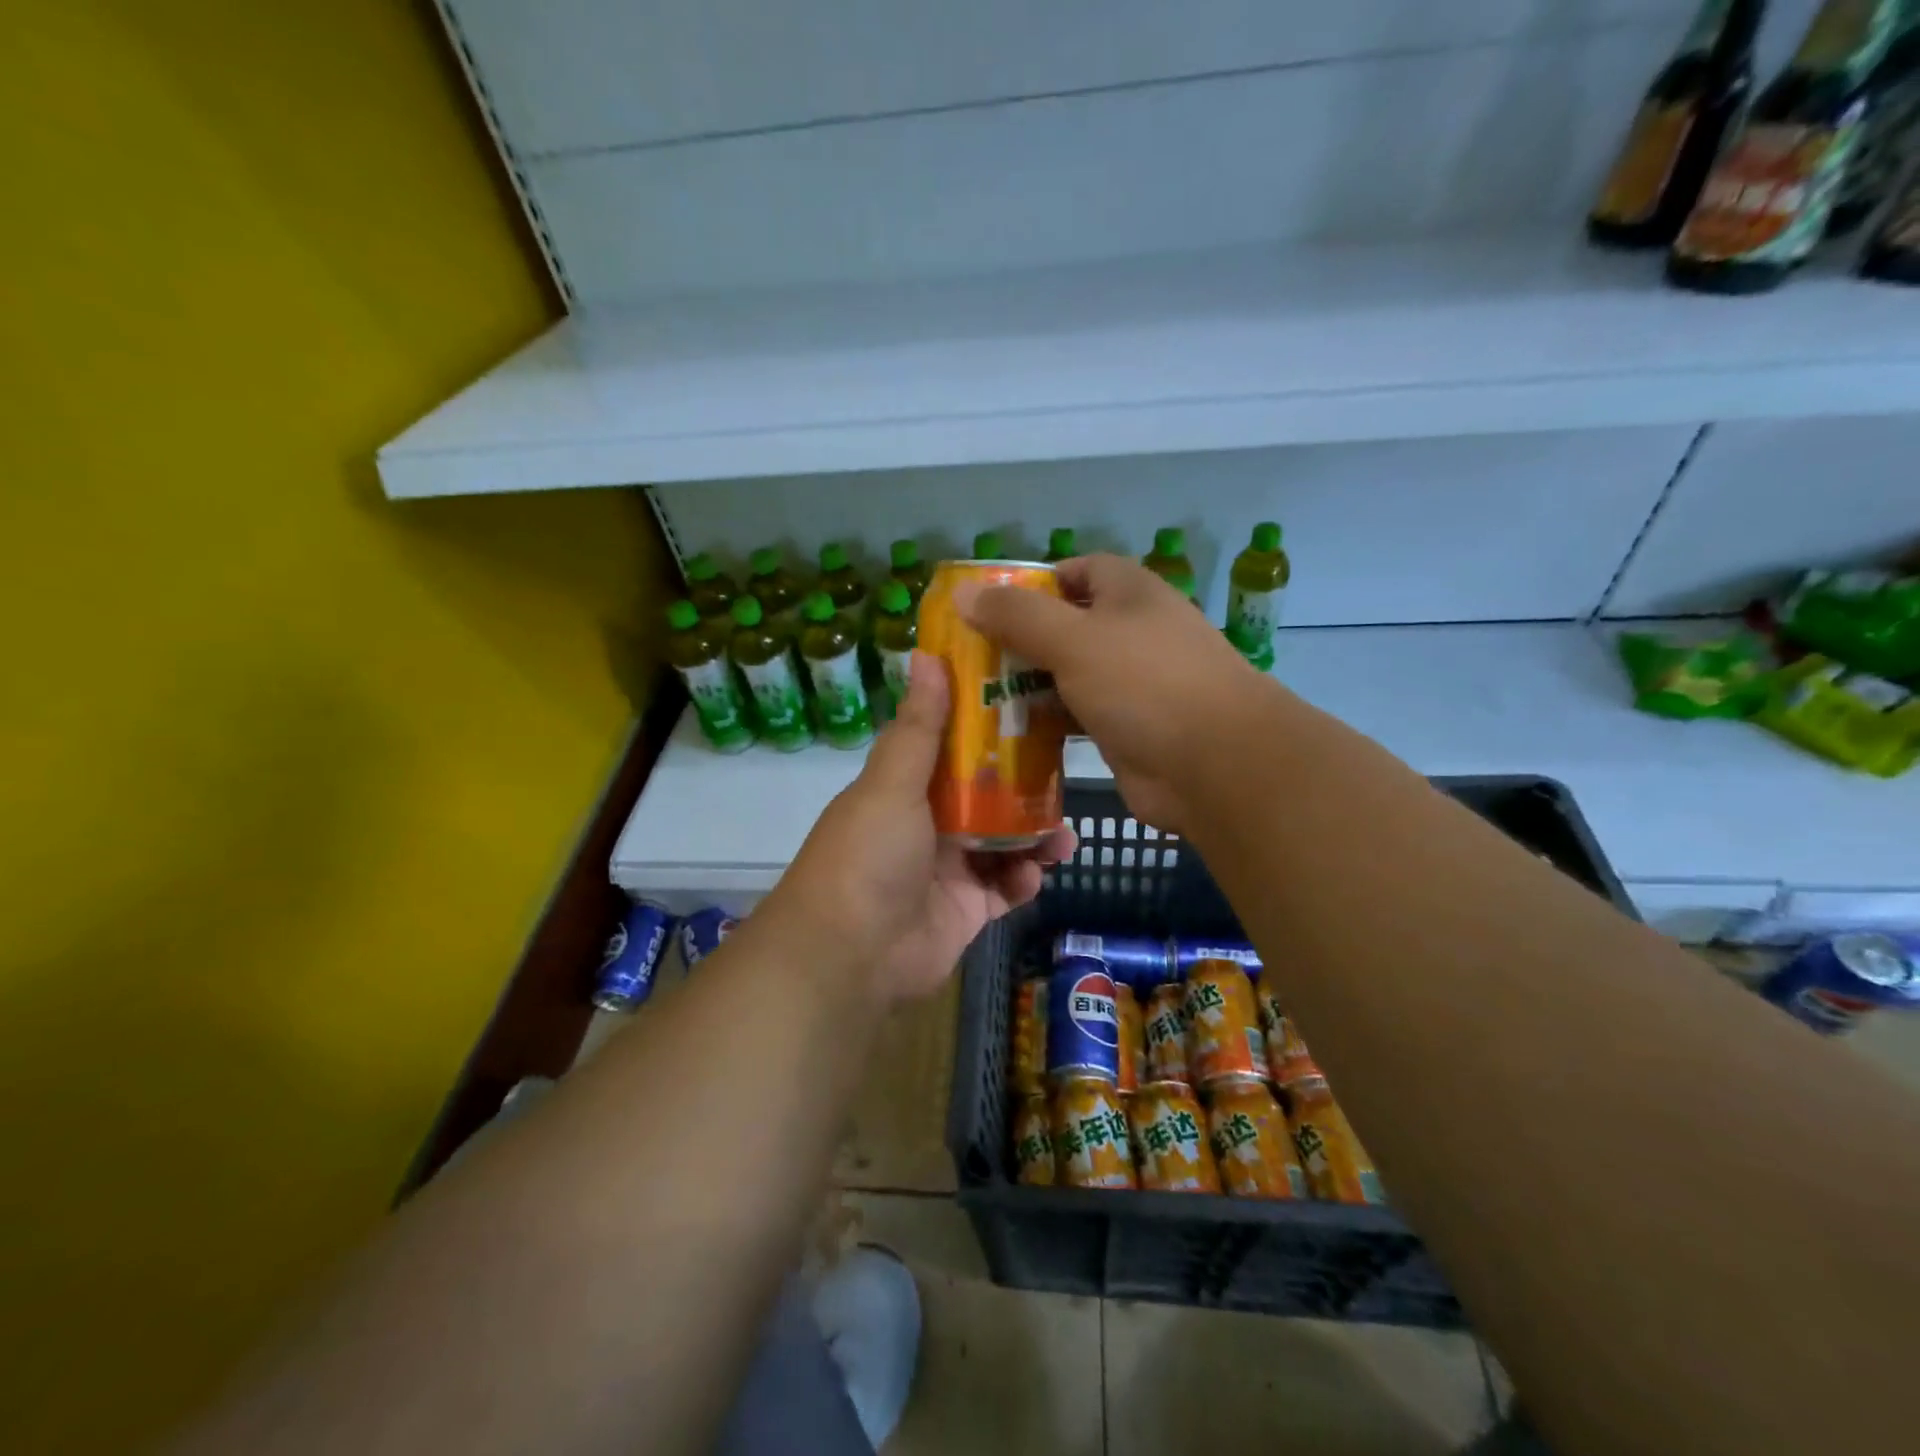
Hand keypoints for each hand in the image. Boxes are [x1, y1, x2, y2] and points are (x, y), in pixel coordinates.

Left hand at [768, 652, 1076, 1004]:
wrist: (851, 956)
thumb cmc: (869, 856)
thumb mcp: (891, 783)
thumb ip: (917, 726)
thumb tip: (926, 653)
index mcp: (906, 788)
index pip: (954, 748)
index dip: (990, 729)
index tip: (1033, 709)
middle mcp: (927, 824)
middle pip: (987, 796)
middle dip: (1025, 789)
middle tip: (1064, 779)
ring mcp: (948, 869)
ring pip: (1004, 843)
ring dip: (1034, 838)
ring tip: (1063, 838)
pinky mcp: (966, 911)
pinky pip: (1005, 889)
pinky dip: (1023, 881)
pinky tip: (1034, 876)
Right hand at [960, 554, 1272, 831]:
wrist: (1215, 765)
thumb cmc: (1145, 684)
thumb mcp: (1074, 640)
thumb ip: (1018, 615)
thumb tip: (964, 592)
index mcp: (1129, 594)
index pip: (1077, 571)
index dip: (1035, 583)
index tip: (990, 606)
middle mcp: (1132, 633)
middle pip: (1066, 626)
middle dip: (1020, 640)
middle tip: (969, 659)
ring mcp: (1130, 684)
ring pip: (1068, 675)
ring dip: (1029, 685)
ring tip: (975, 696)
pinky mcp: (1125, 728)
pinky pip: (1075, 716)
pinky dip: (1046, 722)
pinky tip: (1007, 734)